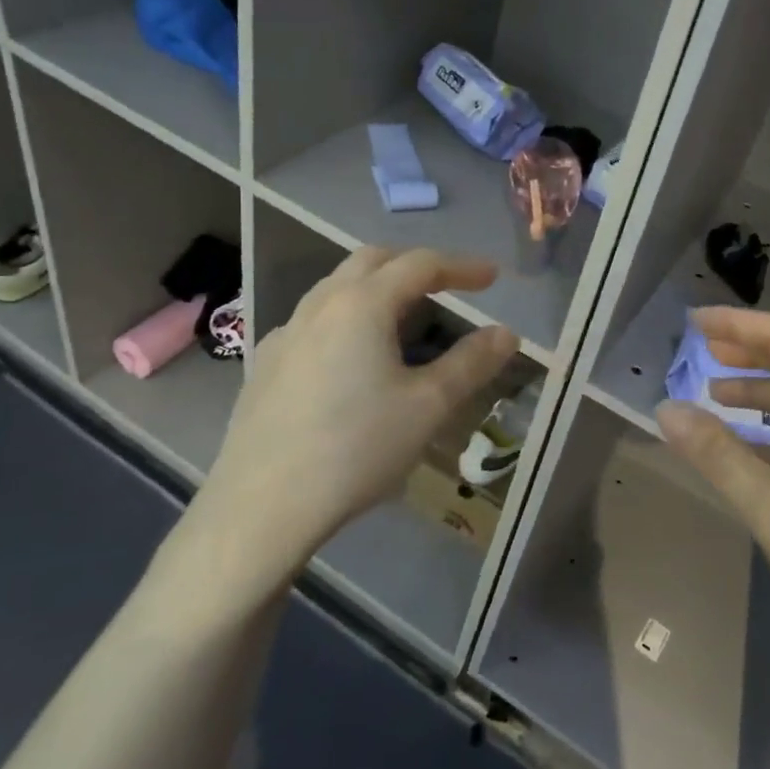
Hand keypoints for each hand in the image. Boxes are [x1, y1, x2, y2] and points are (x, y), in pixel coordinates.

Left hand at [153, 247, 519, 610]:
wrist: (262, 506)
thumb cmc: (356, 450)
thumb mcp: (427, 407)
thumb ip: (470, 363)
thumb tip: (506, 333)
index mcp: (362, 305)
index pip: (420, 264)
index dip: (462, 267)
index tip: (492, 279)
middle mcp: (319, 306)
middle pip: (372, 262)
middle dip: (414, 266)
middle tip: (447, 286)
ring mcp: (285, 334)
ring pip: (336, 288)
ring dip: (376, 289)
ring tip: (402, 320)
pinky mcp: (264, 365)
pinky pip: (312, 322)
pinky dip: (344, 319)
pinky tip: (349, 359)